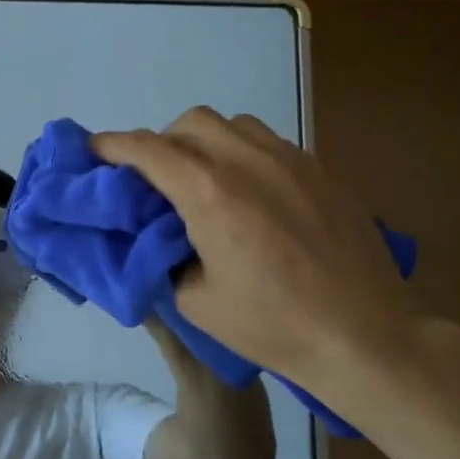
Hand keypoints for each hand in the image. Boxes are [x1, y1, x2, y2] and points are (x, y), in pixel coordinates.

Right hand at [93, 108, 422, 385]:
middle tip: (156, 180)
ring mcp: (291, 160)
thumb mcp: (197, 303)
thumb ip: (166, 258)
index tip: (91, 150)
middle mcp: (248, 160)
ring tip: (206, 181)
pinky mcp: (320, 170)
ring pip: (232, 124)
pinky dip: (243, 153)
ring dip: (205, 142)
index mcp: (210, 193)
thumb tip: (159, 238)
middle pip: (189, 122)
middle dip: (162, 142)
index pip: (146, 149)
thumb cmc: (275, 326)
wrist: (367, 336)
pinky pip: (268, 142)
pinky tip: (252, 193)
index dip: (111, 145)